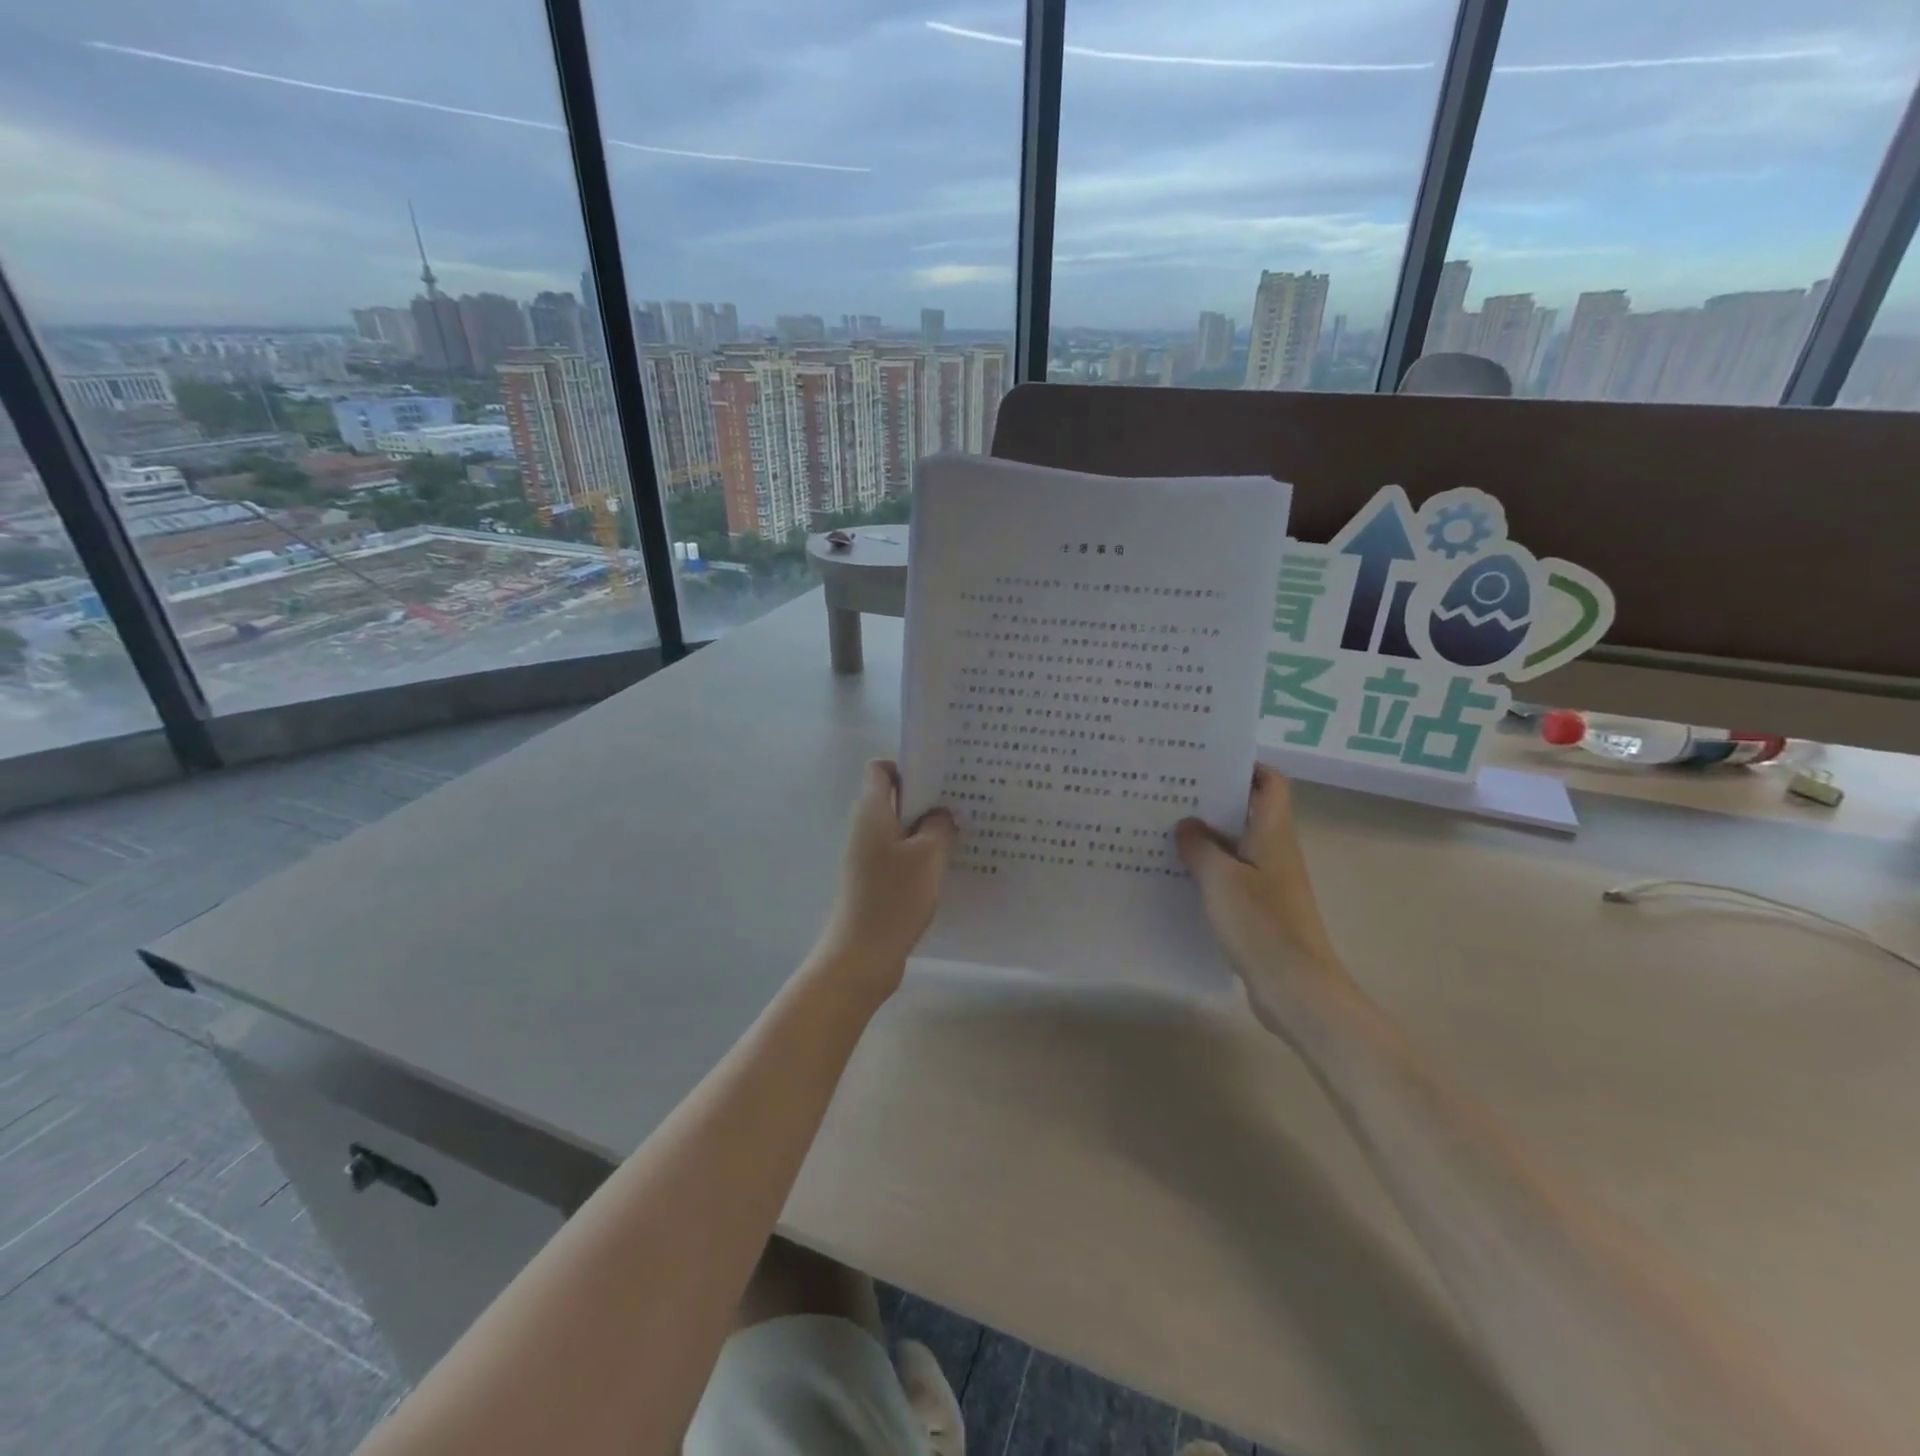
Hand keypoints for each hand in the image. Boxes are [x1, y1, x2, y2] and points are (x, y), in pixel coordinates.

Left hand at [813, 761, 955, 1001]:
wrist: (862, 955)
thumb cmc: (894, 897)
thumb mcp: (928, 855)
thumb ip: (939, 826)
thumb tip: (940, 814)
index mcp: (872, 811)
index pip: (880, 769)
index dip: (908, 767)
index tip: (940, 778)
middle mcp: (865, 828)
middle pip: (893, 798)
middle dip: (926, 798)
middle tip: (962, 803)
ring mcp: (867, 856)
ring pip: (900, 829)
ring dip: (927, 829)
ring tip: (962, 833)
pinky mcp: (874, 881)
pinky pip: (900, 855)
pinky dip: (921, 854)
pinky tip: (947, 866)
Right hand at [1176, 766, 1349, 1033]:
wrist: (1296, 988)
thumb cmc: (1261, 925)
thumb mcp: (1220, 879)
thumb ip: (1200, 846)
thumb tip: (1187, 824)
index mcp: (1274, 834)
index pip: (1271, 783)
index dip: (1246, 767)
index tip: (1207, 763)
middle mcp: (1276, 851)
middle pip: (1250, 811)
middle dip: (1215, 800)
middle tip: (1172, 793)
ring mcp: (1271, 882)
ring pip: (1238, 845)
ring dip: (1208, 837)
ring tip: (1166, 829)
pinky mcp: (1262, 909)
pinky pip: (1233, 876)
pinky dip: (1210, 870)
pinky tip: (1179, 875)